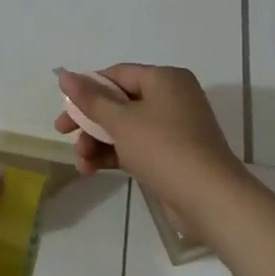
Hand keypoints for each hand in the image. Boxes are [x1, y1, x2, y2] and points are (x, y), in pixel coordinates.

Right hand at [55, 65, 248, 237]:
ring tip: (81, 163)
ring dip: (98, 142)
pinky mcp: (174, 155)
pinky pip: (137, 146)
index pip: (117, 75)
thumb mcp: (121, 122)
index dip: (87, 89)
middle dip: (89, 121)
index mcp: (164, 79)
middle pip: (119, 102)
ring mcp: (175, 128)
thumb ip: (90, 98)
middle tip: (63, 134)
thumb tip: (64, 74)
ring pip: (125, 126)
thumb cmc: (164, 149)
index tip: (64, 108)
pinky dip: (115, 154)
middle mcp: (171, 97)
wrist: (211, 201)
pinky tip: (93, 169)